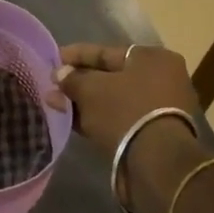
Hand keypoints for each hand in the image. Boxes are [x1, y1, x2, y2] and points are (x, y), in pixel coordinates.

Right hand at [56, 44, 209, 212]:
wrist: (155, 160)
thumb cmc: (124, 111)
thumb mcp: (90, 89)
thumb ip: (72, 79)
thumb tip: (60, 74)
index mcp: (152, 58)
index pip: (106, 52)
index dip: (76, 55)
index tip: (53, 60)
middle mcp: (161, 78)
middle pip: (110, 76)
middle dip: (78, 81)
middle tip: (52, 85)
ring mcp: (158, 107)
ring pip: (112, 99)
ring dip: (84, 101)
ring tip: (55, 104)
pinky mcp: (151, 132)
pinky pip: (117, 117)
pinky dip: (96, 117)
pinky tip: (71, 120)